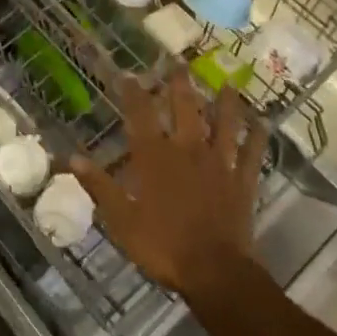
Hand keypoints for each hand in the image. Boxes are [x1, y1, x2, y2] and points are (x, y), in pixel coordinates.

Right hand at [71, 76, 267, 298]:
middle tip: (179, 63)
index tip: (128, 74)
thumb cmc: (163, 246)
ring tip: (228, 83)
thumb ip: (100, 186)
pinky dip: (258, 137)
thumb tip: (73, 157)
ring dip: (225, 102)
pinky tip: (263, 123)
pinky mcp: (243, 181)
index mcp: (155, 158)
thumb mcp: (121, 220)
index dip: (133, 92)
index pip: (141, 116)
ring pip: (224, 123)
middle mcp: (188, 150)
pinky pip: (253, 154)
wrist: (215, 272)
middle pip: (185, 108)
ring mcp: (219, 163)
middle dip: (180, 84)